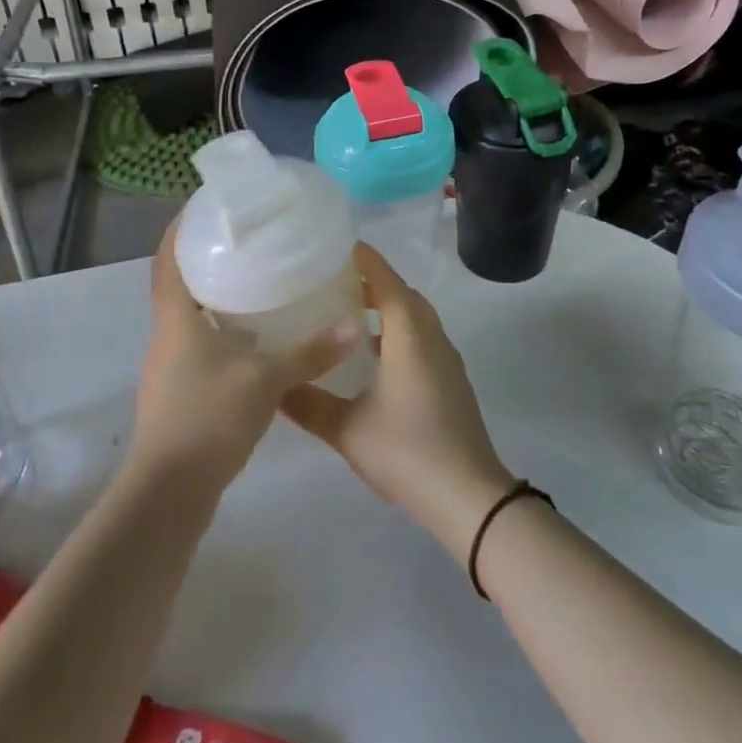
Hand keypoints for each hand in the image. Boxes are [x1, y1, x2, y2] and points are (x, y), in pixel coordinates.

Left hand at [130, 219, 354, 491]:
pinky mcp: (178, 392)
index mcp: (176, 320)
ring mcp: (169, 367)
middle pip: (178, 284)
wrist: (170, 491)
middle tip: (244, 240)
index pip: (168, 260)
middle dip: (204, 259)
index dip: (180, 230)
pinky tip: (252, 337)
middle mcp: (166, 336)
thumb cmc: (210, 418)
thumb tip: (352, 326)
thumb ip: (310, 352)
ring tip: (253, 280)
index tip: (203, 206)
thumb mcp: (267, 380)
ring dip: (213, 296)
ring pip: (189, 316)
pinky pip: (197, 344)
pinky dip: (219, 330)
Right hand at [281, 246, 514, 555]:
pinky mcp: (449, 379)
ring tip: (344, 313)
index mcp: (409, 332)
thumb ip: (307, 403)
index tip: (331, 246)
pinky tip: (370, 355)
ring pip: (413, 316)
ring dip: (384, 307)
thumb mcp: (347, 429)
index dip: (361, 258)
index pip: (384, 278)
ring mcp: (445, 357)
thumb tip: (272, 383)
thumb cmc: (407, 451)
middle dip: (369, 280)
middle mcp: (431, 335)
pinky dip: (395, 331)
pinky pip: (420, 337)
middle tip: (329, 281)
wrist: (469, 497)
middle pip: (400, 292)